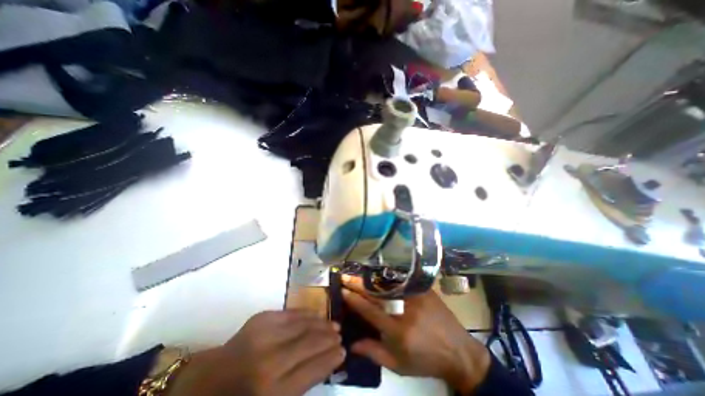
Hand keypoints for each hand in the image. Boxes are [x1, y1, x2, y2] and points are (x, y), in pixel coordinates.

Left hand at [167, 309, 344, 395]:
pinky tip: (317, 315)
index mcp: (273, 391)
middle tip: (341, 335)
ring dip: (322, 324)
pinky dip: (308, 314)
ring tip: (334, 324)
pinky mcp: (262, 318)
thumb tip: (327, 360)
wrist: (209, 380)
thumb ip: (301, 383)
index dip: (331, 358)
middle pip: (311, 343)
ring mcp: (265, 334)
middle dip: (330, 339)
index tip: (343, 351)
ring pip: (304, 325)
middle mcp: (271, 360)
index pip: (314, 369)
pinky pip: (292, 313)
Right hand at [342, 274, 491, 393]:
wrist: (458, 352)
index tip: (343, 290)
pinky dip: (389, 278)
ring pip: (389, 284)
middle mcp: (406, 310)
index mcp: (398, 331)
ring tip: (359, 274)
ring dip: (372, 279)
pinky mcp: (424, 289)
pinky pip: (402, 281)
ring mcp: (417, 296)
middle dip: (359, 283)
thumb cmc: (426, 361)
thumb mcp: (399, 365)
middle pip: (377, 293)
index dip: (354, 299)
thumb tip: (351, 344)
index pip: (370, 311)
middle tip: (347, 276)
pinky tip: (380, 275)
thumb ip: (374, 352)